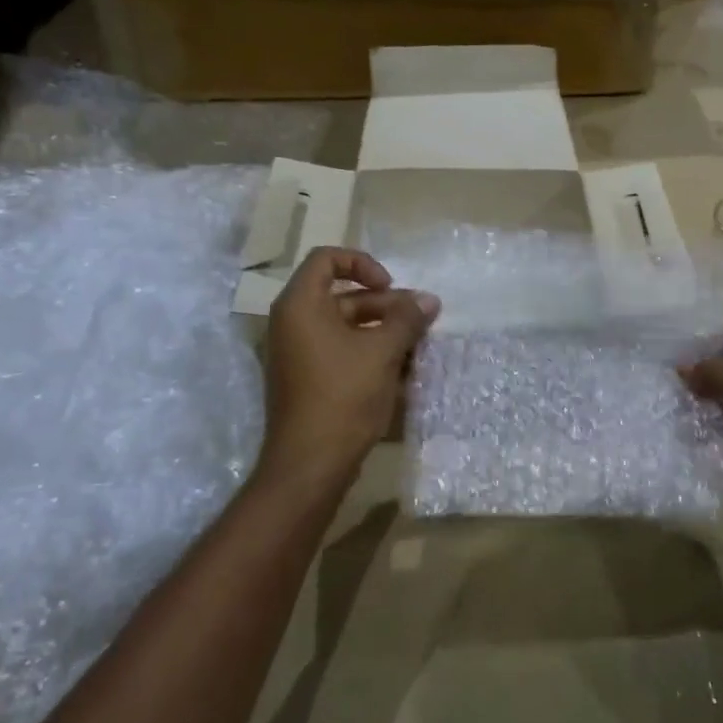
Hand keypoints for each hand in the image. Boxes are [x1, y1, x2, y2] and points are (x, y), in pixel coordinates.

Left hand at [259, 248, 439, 490]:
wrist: (311, 463)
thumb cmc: (344, 395)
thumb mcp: (383, 351)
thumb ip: (407, 319)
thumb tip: (429, 300)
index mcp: (301, 305)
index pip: (327, 259)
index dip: (363, 264)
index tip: (391, 287)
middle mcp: (293, 323)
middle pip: (343, 295)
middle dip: (386, 305)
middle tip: (420, 321)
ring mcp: (299, 353)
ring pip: (347, 326)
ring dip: (384, 331)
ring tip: (417, 347)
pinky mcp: (309, 379)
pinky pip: (341, 351)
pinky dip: (370, 353)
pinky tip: (402, 370)